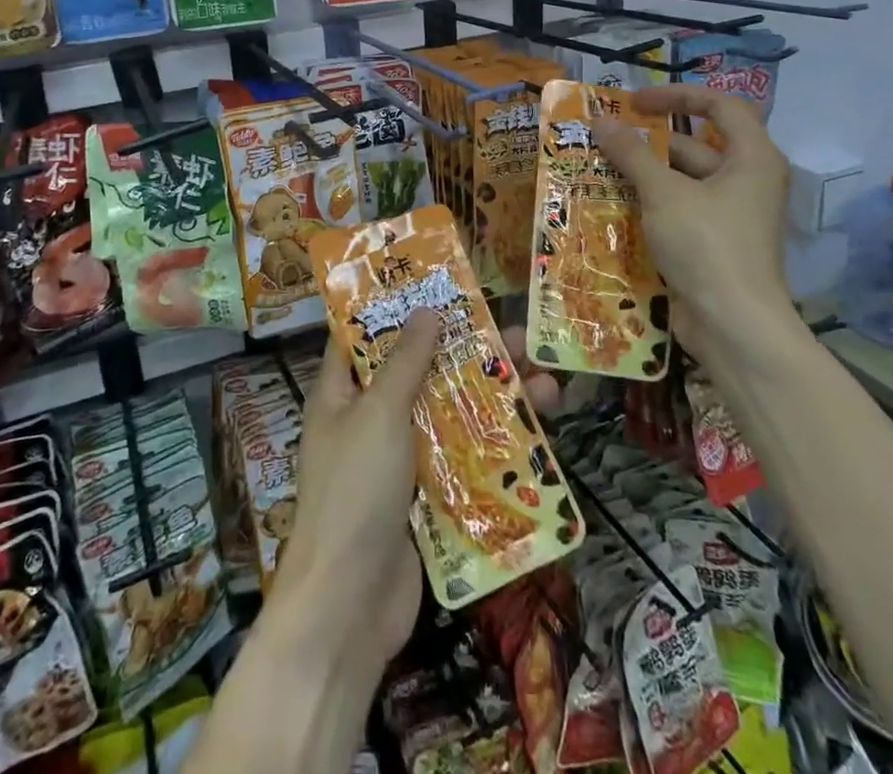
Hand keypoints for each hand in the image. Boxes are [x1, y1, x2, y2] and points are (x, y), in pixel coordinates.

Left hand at [271, 313, 559, 670]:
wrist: (350, 607)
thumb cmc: (355, 491)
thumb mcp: (378, 413)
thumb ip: (406, 361)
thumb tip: (428, 310)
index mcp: (342, 392)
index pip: (365, 334)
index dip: (399, 306)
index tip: (441, 285)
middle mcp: (370, 418)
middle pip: (422, 371)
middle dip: (469, 353)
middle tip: (521, 335)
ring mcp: (399, 459)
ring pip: (449, 414)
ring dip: (494, 399)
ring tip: (550, 384)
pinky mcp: (426, 496)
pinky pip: (461, 458)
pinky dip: (493, 445)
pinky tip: (537, 436)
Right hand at [596, 85, 800, 362]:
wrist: (734, 326)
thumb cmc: (706, 245)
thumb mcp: (663, 193)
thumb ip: (632, 153)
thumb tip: (602, 120)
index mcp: (752, 158)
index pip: (720, 105)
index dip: (677, 95)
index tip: (635, 101)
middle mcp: (747, 180)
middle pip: (696, 144)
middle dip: (650, 140)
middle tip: (605, 137)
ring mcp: (731, 214)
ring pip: (684, 179)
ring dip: (645, 173)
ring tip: (598, 168)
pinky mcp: (715, 242)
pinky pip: (681, 209)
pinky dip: (651, 203)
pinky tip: (613, 204)